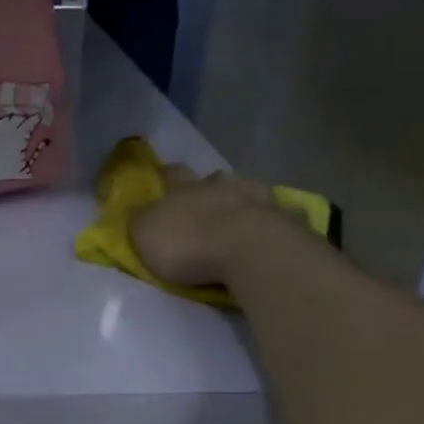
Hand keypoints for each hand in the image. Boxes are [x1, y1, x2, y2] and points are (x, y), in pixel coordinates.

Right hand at [128, 166, 275, 288]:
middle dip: (207, 185)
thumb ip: (141, 221)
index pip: (171, 174)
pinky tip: (271, 226)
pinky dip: (271, 217)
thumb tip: (140, 211)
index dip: (166, 176)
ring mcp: (255, 197)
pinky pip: (276, 212)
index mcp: (183, 189)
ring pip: (246, 189)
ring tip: (239, 213)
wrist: (246, 248)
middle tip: (204, 198)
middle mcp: (219, 185)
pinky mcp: (282, 217)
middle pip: (211, 178)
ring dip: (240, 198)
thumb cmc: (187, 243)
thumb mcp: (145, 234)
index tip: (163, 177)